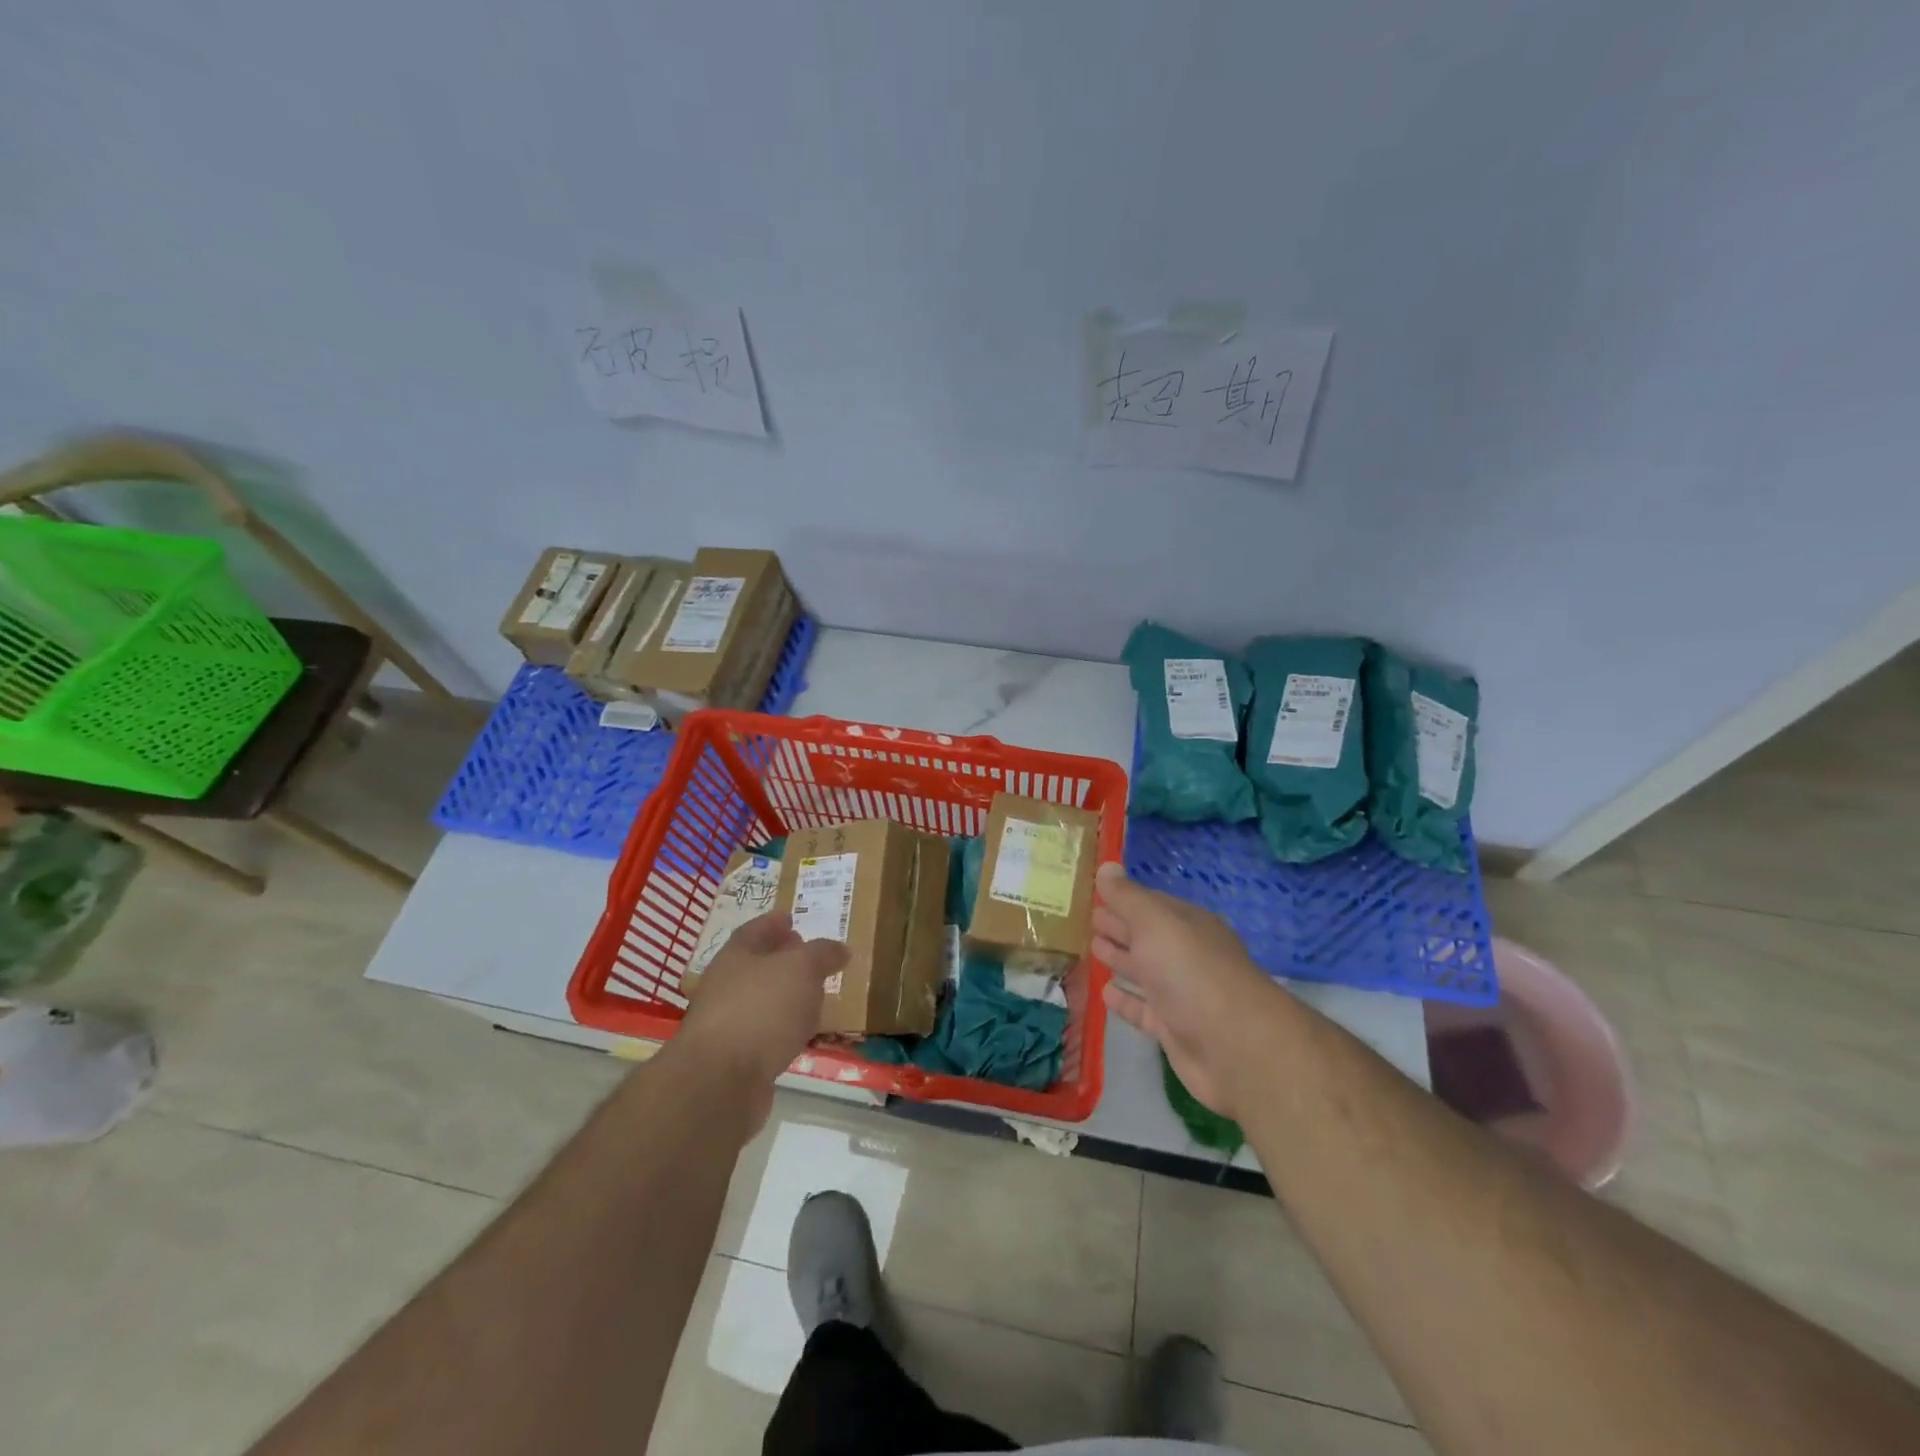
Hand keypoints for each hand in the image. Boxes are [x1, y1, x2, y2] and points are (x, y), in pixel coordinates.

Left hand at [677, 912, 847, 1124]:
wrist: (720, 1082)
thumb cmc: (761, 1009)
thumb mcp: (801, 969)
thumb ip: (822, 954)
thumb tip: (839, 949)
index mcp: (736, 955)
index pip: (756, 930)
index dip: (774, 923)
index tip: (792, 919)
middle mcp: (725, 985)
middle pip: (756, 965)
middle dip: (782, 960)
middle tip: (811, 958)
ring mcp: (726, 1024)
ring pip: (761, 1001)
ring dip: (785, 997)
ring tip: (815, 996)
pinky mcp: (734, 1059)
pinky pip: (765, 1034)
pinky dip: (783, 1029)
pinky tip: (801, 1034)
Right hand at [1093, 863, 1278, 1120]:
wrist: (1234, 1045)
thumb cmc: (1191, 971)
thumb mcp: (1155, 922)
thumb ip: (1127, 897)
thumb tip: (1107, 865)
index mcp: (1186, 924)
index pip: (1149, 904)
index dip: (1121, 898)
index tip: (1092, 893)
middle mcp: (1185, 954)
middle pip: (1146, 936)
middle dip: (1118, 926)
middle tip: (1087, 919)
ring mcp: (1181, 993)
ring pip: (1144, 970)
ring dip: (1120, 959)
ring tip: (1092, 948)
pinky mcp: (1173, 1028)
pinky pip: (1143, 1009)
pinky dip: (1125, 1000)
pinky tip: (1105, 993)